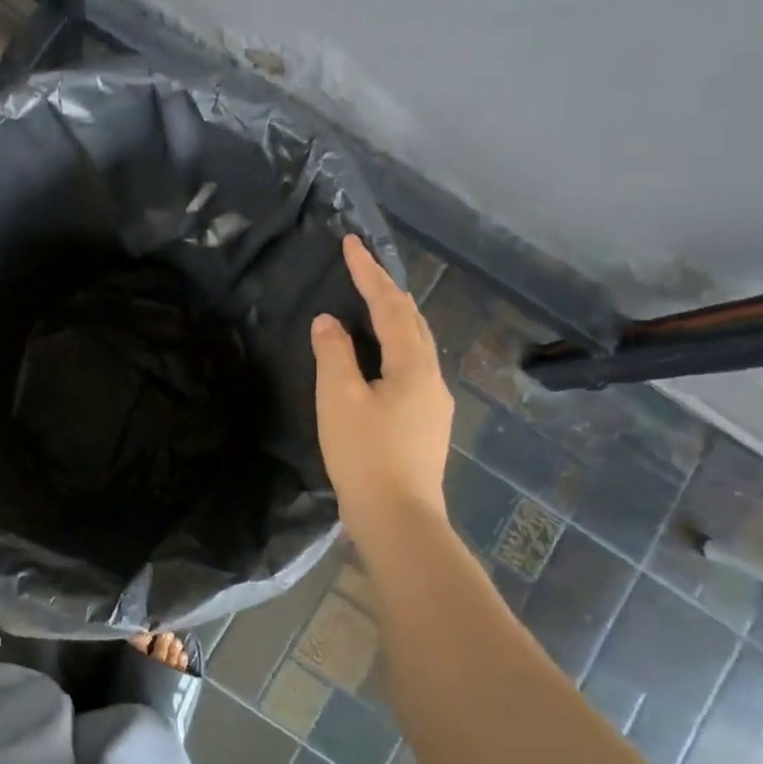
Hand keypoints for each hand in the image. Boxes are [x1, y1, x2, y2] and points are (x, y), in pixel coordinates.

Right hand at [310, 234, 454, 524]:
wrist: (399, 519)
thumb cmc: (365, 455)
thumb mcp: (339, 399)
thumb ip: (333, 353)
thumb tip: (329, 322)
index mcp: (413, 365)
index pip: (390, 305)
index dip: (368, 272)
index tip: (351, 243)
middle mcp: (431, 377)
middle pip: (411, 321)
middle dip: (386, 290)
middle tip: (361, 268)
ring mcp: (433, 403)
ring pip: (414, 346)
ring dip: (392, 318)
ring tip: (368, 304)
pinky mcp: (426, 424)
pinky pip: (410, 368)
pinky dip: (391, 347)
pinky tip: (376, 358)